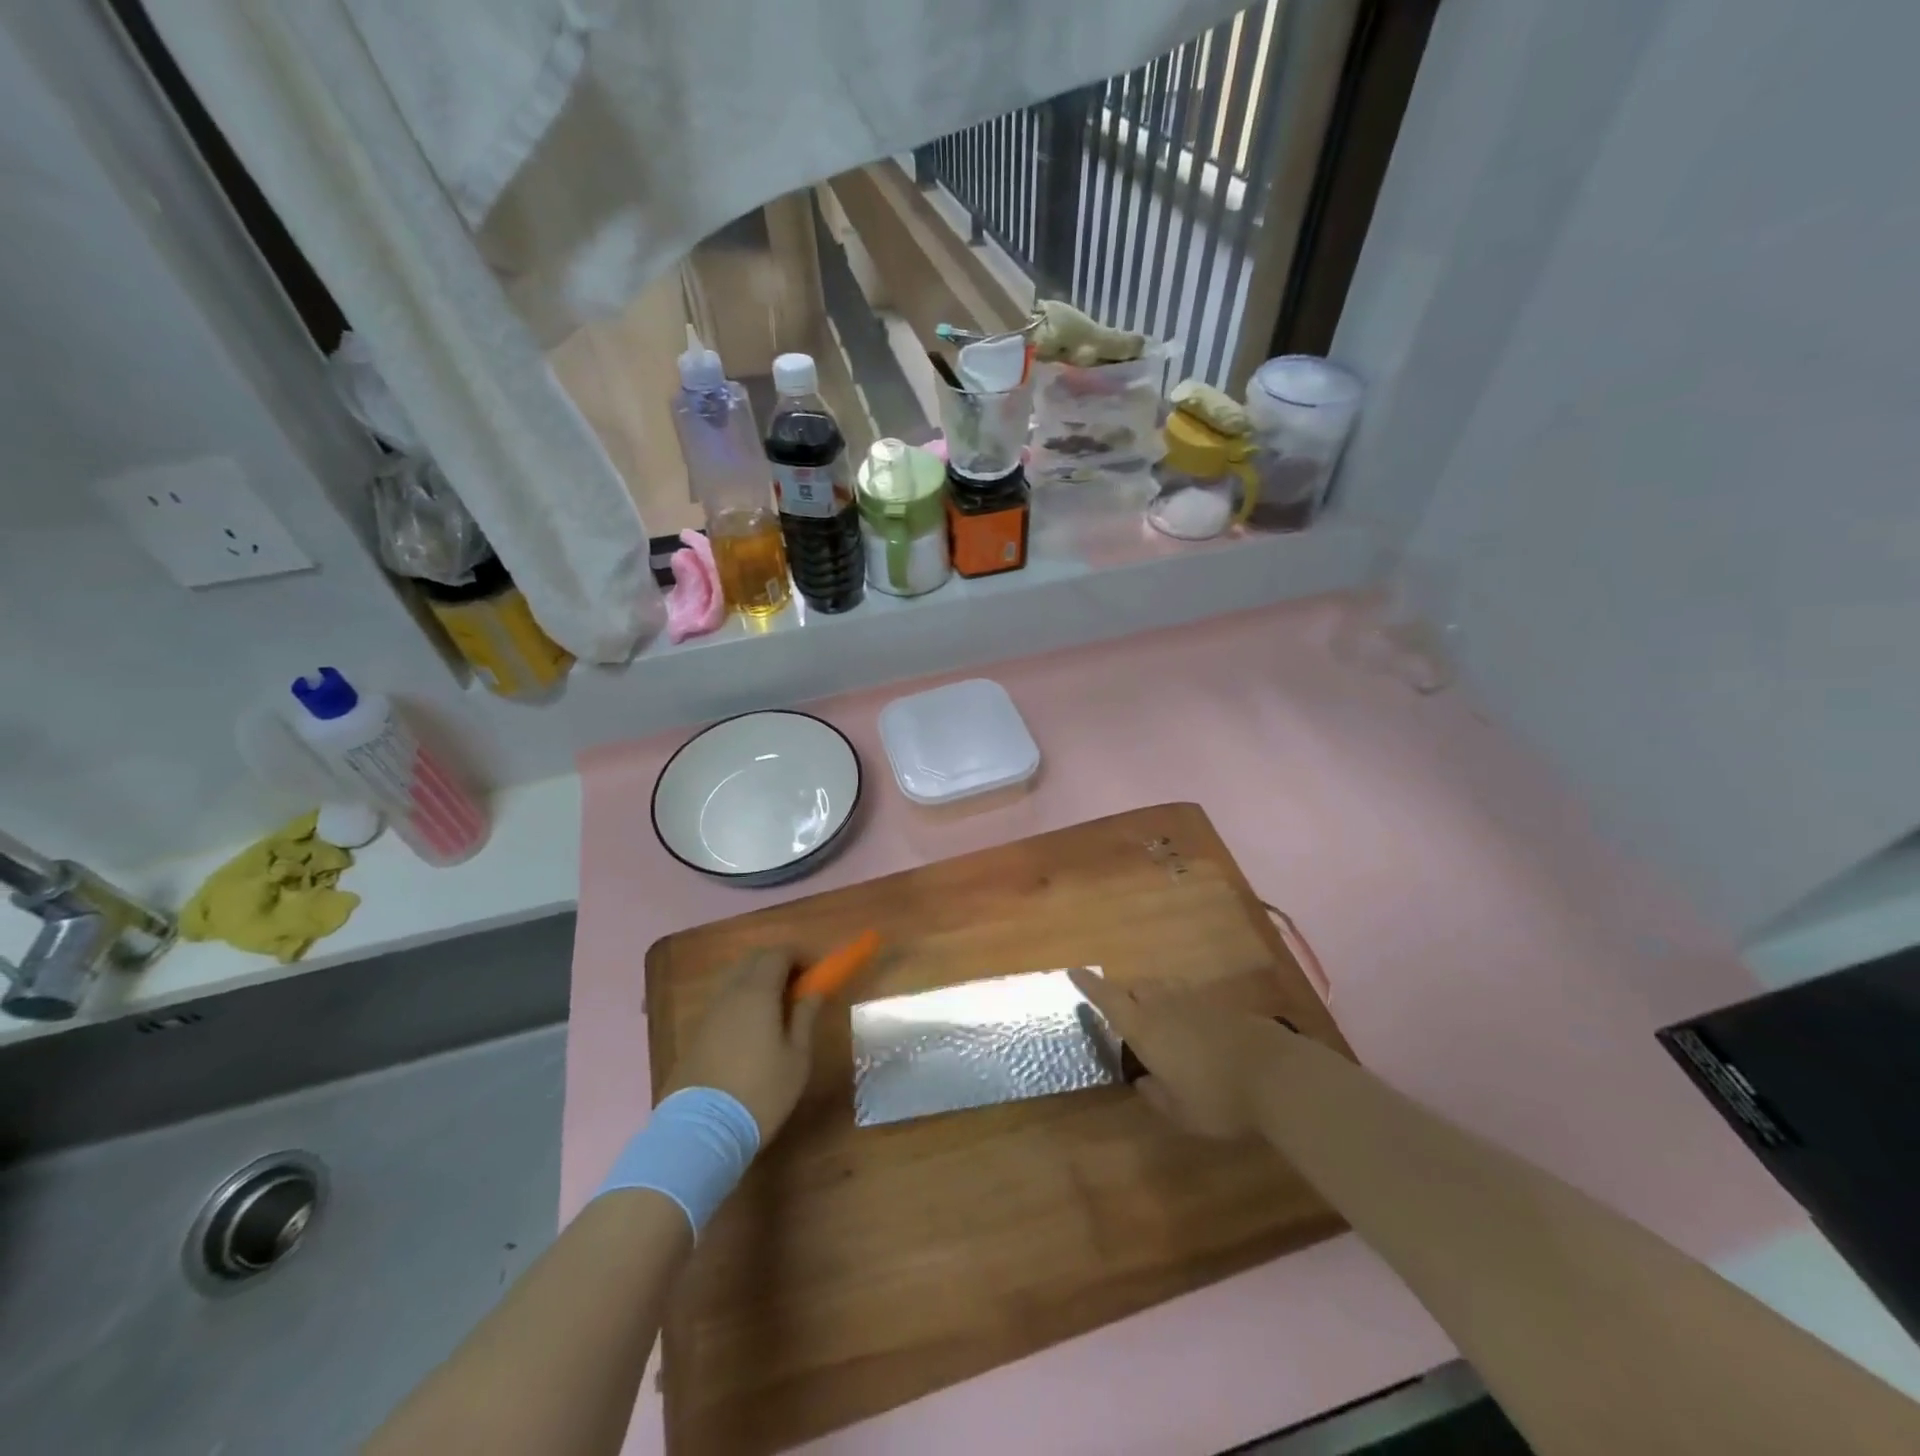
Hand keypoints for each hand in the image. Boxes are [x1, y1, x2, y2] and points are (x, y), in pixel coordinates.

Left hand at [665, 949, 822, 1141]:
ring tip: (779, 1007)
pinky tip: (754, 1027)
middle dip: (779, 962)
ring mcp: (709, 1013)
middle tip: (800, 984)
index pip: (779, 953)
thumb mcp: (796, 1057)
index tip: (817, 970)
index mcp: (757, 992)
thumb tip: (814, 990)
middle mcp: (730, 993)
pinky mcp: (696, 1033)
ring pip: (736, 979)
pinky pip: (724, 1001)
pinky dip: (743, 999)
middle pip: (753, 959)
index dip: (801, 955)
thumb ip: (805, 1016)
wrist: (701, 1132)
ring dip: (759, 980)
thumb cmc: (761, 1092)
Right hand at [1070, 967, 1297, 1139]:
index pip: (1109, 1000)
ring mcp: (1195, 1000)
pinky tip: (1192, 1028)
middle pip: (1137, 987)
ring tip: (1159, 1019)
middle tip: (1126, 1016)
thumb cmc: (1218, 1098)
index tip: (1073, 972)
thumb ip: (1156, 1095)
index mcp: (1145, 1029)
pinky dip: (1181, 1005)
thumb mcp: (1180, 1112)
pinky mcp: (1221, 1004)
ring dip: (1154, 997)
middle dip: (1126, 996)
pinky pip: (1189, 996)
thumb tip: (1143, 1081)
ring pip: (1163, 987)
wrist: (1277, 1074)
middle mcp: (1165, 1006)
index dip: (1090, 986)